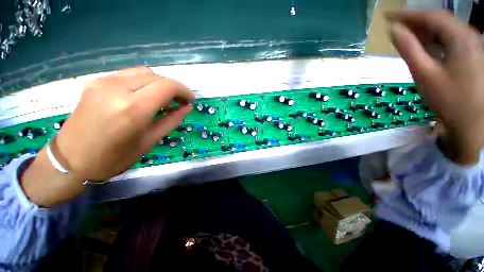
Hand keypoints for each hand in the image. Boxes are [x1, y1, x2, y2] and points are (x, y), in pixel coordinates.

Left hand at [57, 67, 194, 180]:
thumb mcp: (150, 140)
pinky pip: (128, 75)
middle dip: (174, 87)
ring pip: (143, 72)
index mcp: (133, 109)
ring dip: (159, 84)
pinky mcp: (95, 82)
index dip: (184, 90)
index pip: (167, 86)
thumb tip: (187, 108)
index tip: (191, 99)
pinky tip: (145, 95)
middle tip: (180, 102)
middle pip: (157, 76)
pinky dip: (144, 82)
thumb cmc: (114, 158)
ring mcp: (103, 82)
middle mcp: (117, 89)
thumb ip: (172, 120)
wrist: (70, 160)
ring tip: (164, 99)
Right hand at [388, 10, 483, 164]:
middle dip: (415, 21)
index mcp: (459, 37)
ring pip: (443, 29)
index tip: (387, 16)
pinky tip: (423, 44)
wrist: (471, 121)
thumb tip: (393, 30)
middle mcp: (468, 35)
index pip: (430, 16)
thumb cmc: (448, 99)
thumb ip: (409, 49)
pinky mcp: (470, 53)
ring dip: (423, 30)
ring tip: (404, 34)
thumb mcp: (424, 73)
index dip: (407, 14)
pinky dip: (433, 39)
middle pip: (438, 20)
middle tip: (394, 26)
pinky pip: (449, 39)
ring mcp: (471, 44)